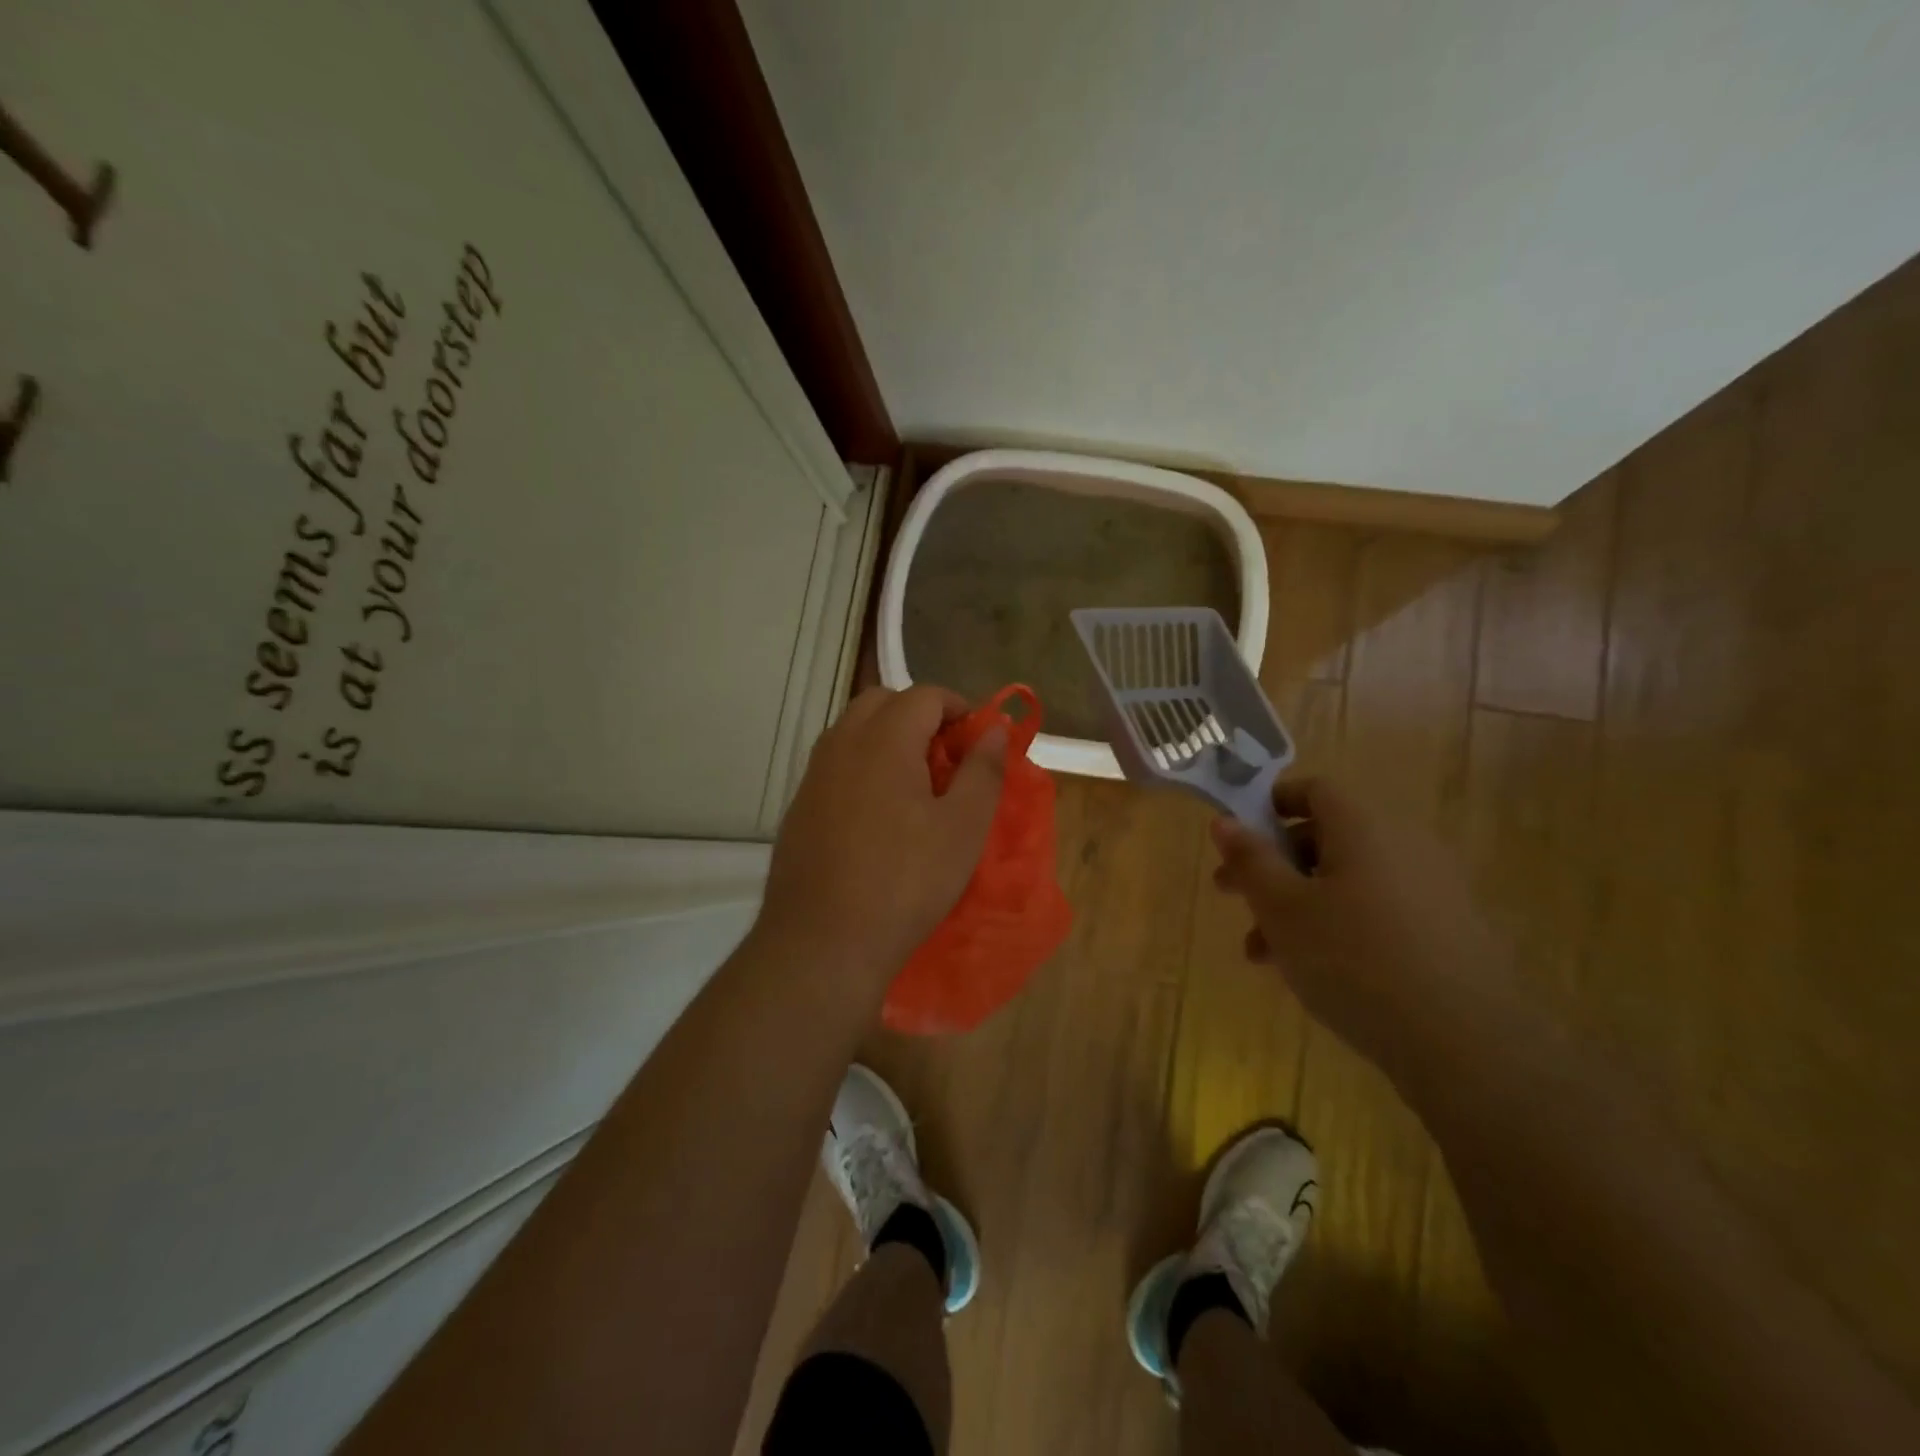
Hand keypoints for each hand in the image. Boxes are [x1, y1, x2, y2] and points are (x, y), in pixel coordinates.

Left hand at [757, 685, 1006, 994]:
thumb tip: (996, 729)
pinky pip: (835, 765)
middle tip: (947, 758)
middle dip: (919, 716)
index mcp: (883, 740)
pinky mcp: (799, 807)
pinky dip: (863, 767)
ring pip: (853, 731)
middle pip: (882, 702)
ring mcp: (813, 776)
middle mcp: (841, 745)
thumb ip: (983, 770)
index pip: (924, 695)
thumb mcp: (963, 828)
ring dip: (888, 739)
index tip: (978, 742)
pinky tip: (878, 816)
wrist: (823, 942)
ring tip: (916, 786)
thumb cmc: (906, 882)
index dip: (958, 708)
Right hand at [1211, 777, 1517, 1088]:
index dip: (1270, 806)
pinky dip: (1339, 925)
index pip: (1313, 790)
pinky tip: (1315, 972)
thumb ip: (1250, 860)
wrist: (1465, 1042)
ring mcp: (1432, 889)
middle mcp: (1403, 844)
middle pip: (1326, 838)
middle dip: (1273, 867)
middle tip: (1233, 898)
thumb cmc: (1353, 959)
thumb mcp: (1282, 908)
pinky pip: (1378, 911)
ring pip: (1347, 881)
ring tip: (1263, 954)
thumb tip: (1225, 821)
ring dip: (1299, 905)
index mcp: (1364, 826)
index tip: (1237, 839)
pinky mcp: (1448, 931)